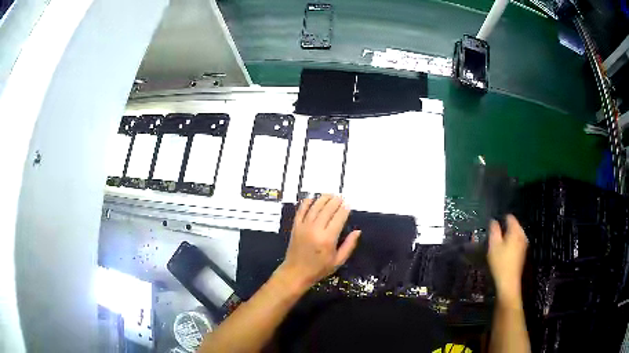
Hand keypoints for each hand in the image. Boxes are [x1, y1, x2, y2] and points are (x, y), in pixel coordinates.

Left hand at [277, 195, 360, 291]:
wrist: (296, 272)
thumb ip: (349, 245)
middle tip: (340, 197)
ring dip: (323, 199)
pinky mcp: (295, 226)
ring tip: (330, 195)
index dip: (344, 209)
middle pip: (327, 209)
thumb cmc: (319, 268)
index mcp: (328, 239)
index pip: (338, 218)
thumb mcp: (338, 261)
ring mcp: (304, 226)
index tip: (348, 204)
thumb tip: (358, 231)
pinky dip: (307, 202)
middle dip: (335, 201)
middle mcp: (316, 229)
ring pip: (315, 207)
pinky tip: (312, 198)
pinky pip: (301, 210)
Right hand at [488, 215, 527, 306]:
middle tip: (495, 237)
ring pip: (515, 234)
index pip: (510, 217)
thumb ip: (494, 230)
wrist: (509, 282)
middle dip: (505, 229)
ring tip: (499, 245)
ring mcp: (524, 244)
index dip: (501, 219)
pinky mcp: (523, 253)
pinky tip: (504, 252)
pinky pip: (517, 242)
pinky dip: (511, 244)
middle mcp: (522, 234)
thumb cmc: (500, 262)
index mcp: (516, 230)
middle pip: (514, 225)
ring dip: (508, 237)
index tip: (493, 228)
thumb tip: (493, 221)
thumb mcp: (493, 245)